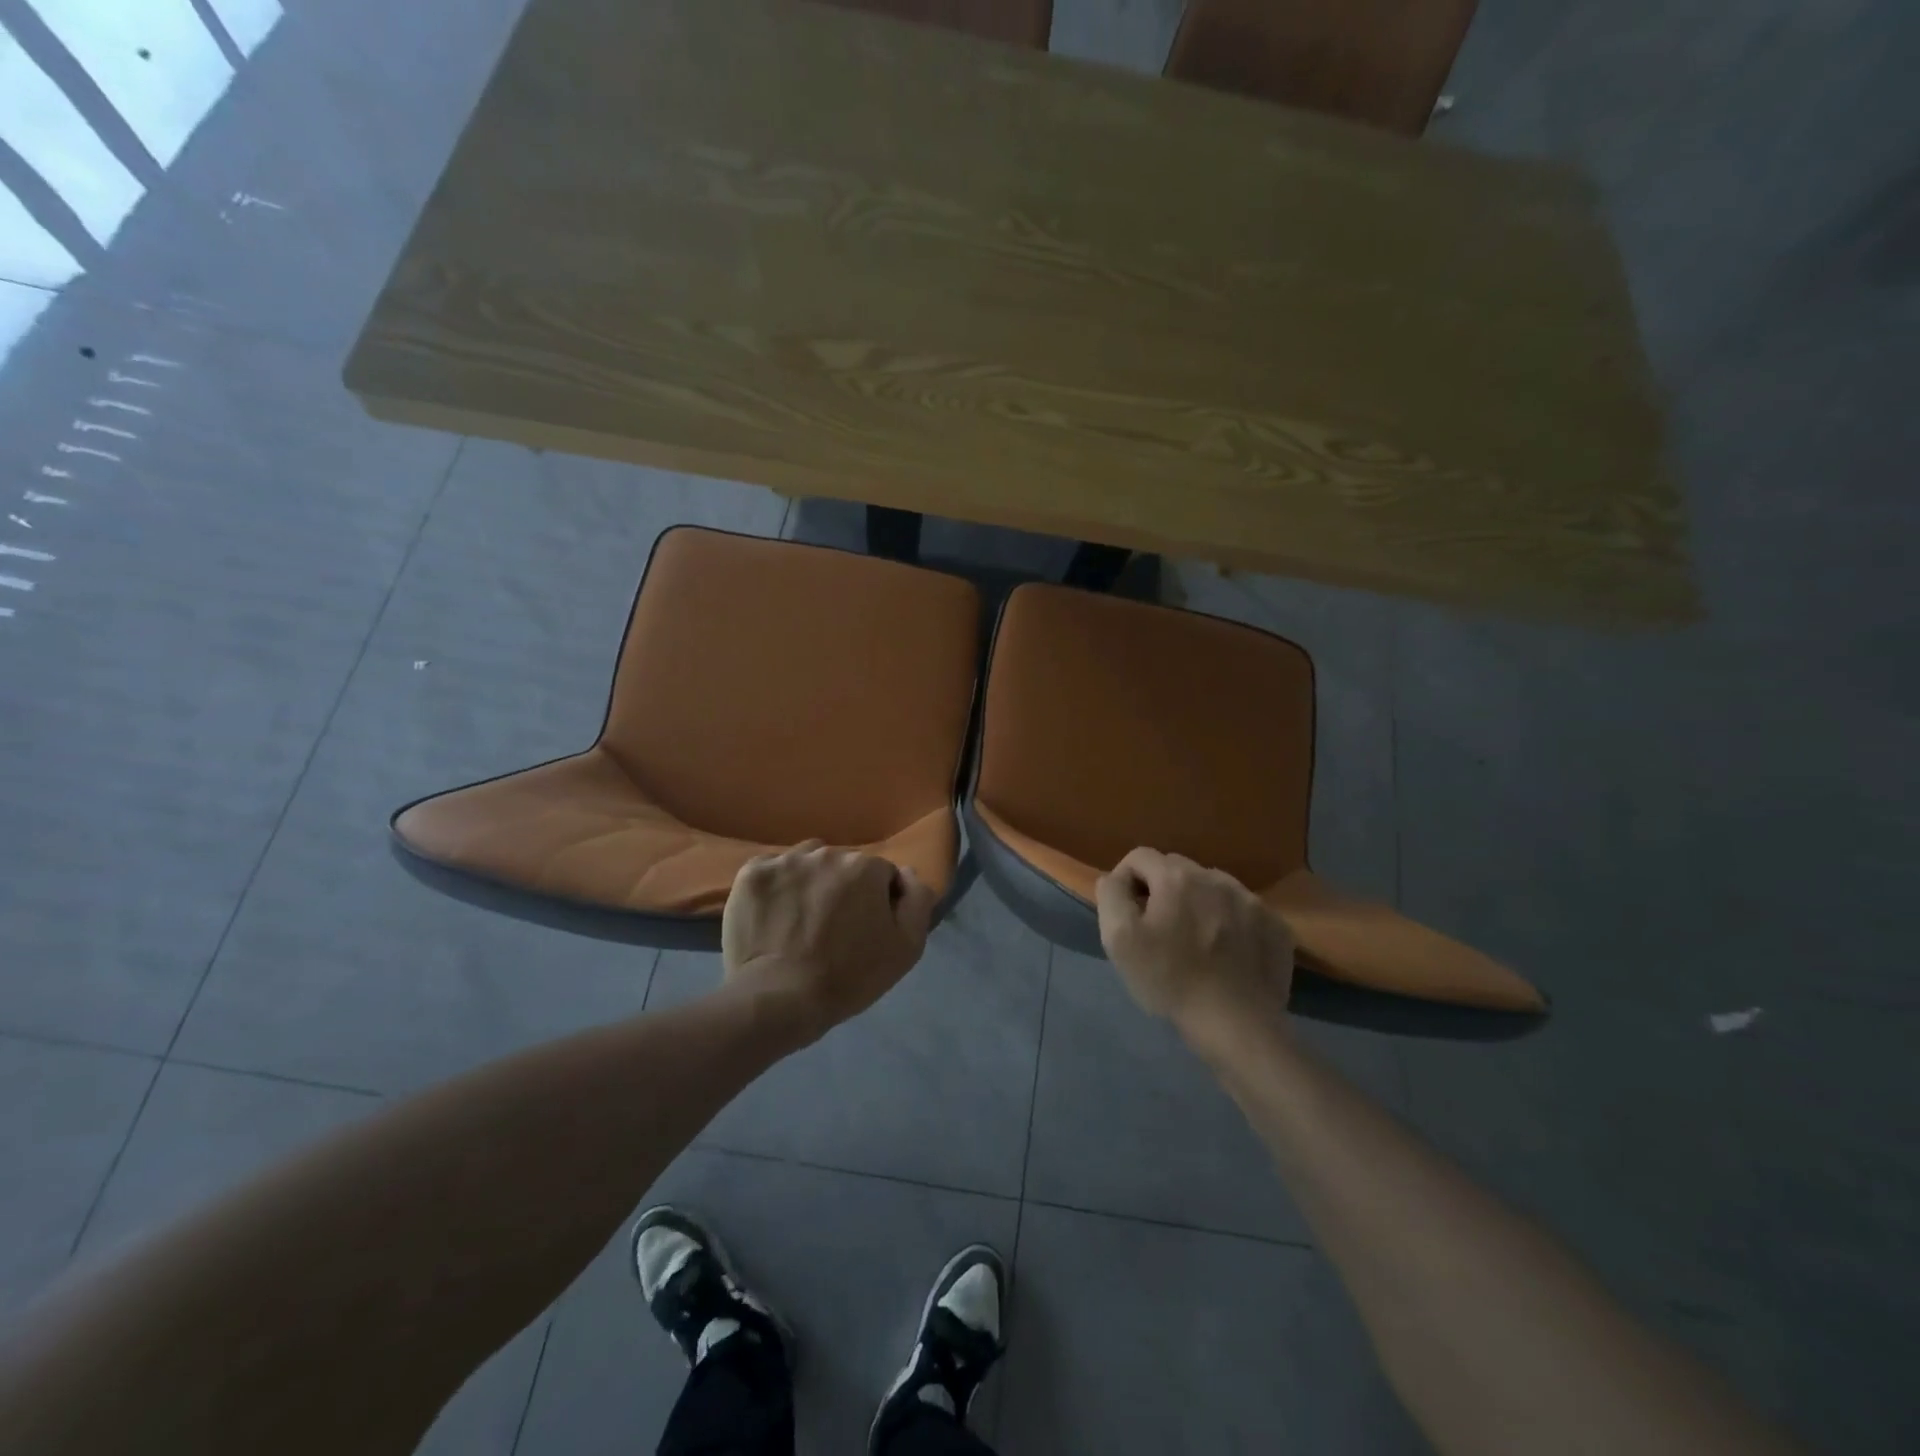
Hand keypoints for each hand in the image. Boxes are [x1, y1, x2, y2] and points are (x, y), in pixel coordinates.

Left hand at [721, 841, 936, 1042]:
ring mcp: (785, 860)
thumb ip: (917, 900)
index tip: (864, 931)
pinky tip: (774, 916)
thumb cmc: (849, 977)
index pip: (880, 875)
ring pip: (806, 864)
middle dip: (842, 889)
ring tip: (800, 921)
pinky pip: (771, 871)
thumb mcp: (907, 947)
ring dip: (809, 883)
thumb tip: (906, 873)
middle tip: (831, 929)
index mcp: (865, 866)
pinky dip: (775, 889)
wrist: (780, 999)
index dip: (876, 903)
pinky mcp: (752, 873)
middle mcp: (827, 852)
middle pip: (842, 866)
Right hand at [1095, 848, 1294, 1031]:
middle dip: (1162, 890)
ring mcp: (1252, 900)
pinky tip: (1226, 953)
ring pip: (1212, 887)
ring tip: (1195, 941)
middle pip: (1177, 869)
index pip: (1140, 857)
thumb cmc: (1170, 980)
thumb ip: (1111, 895)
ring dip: (1198, 903)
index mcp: (1177, 877)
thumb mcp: (1119, 938)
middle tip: (1159, 929)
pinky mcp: (1276, 925)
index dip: (1126, 881)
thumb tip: (1115, 877)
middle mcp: (1216, 877)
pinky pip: (1243, 910)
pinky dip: (1230, 922)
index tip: (1127, 914)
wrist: (1236, 1025)